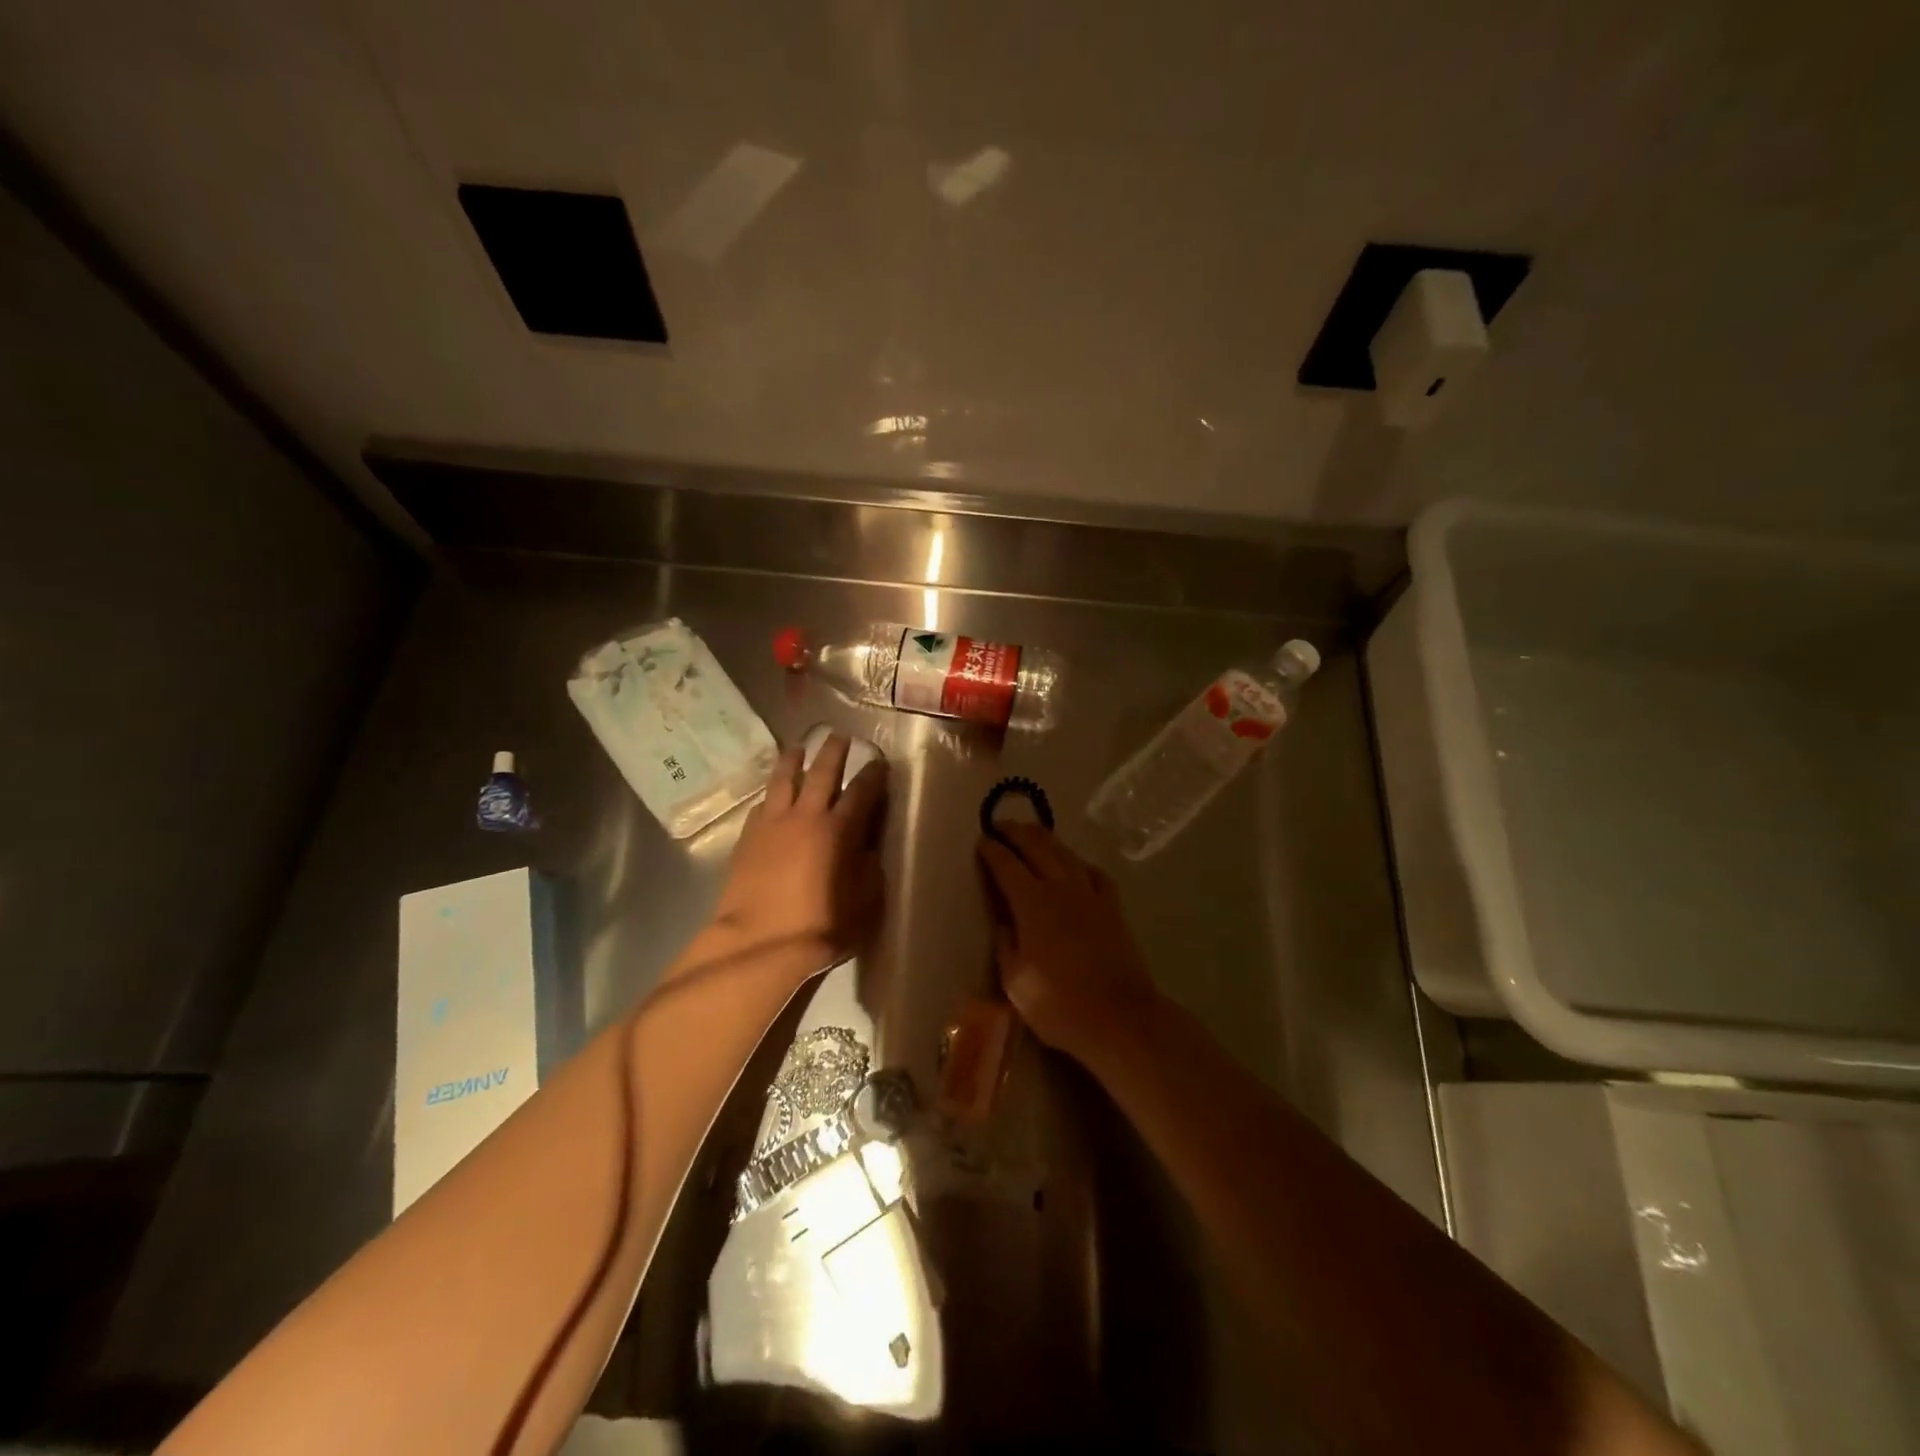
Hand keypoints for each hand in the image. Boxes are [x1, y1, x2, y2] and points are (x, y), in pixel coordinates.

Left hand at [709, 734, 887, 969]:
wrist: (759, 944)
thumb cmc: (820, 927)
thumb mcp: (865, 903)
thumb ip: (869, 870)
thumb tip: (866, 850)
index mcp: (839, 830)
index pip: (861, 792)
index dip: (873, 774)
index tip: (878, 761)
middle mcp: (806, 816)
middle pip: (822, 773)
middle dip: (833, 751)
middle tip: (839, 735)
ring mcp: (772, 824)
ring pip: (784, 780)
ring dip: (794, 760)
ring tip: (798, 747)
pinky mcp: (747, 838)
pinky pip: (761, 805)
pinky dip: (771, 795)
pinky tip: (771, 796)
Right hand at [978, 823, 1160, 1062]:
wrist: (1119, 1017)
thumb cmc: (1059, 1004)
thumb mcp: (1016, 981)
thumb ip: (1006, 945)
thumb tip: (1004, 922)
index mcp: (1032, 903)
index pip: (1007, 866)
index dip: (992, 851)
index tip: (982, 840)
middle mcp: (1061, 888)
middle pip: (1038, 847)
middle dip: (1017, 832)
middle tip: (1001, 825)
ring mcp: (1091, 896)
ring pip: (1066, 854)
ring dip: (1046, 839)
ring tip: (1033, 833)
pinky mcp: (1113, 908)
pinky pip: (1094, 874)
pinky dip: (1080, 863)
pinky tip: (1076, 865)